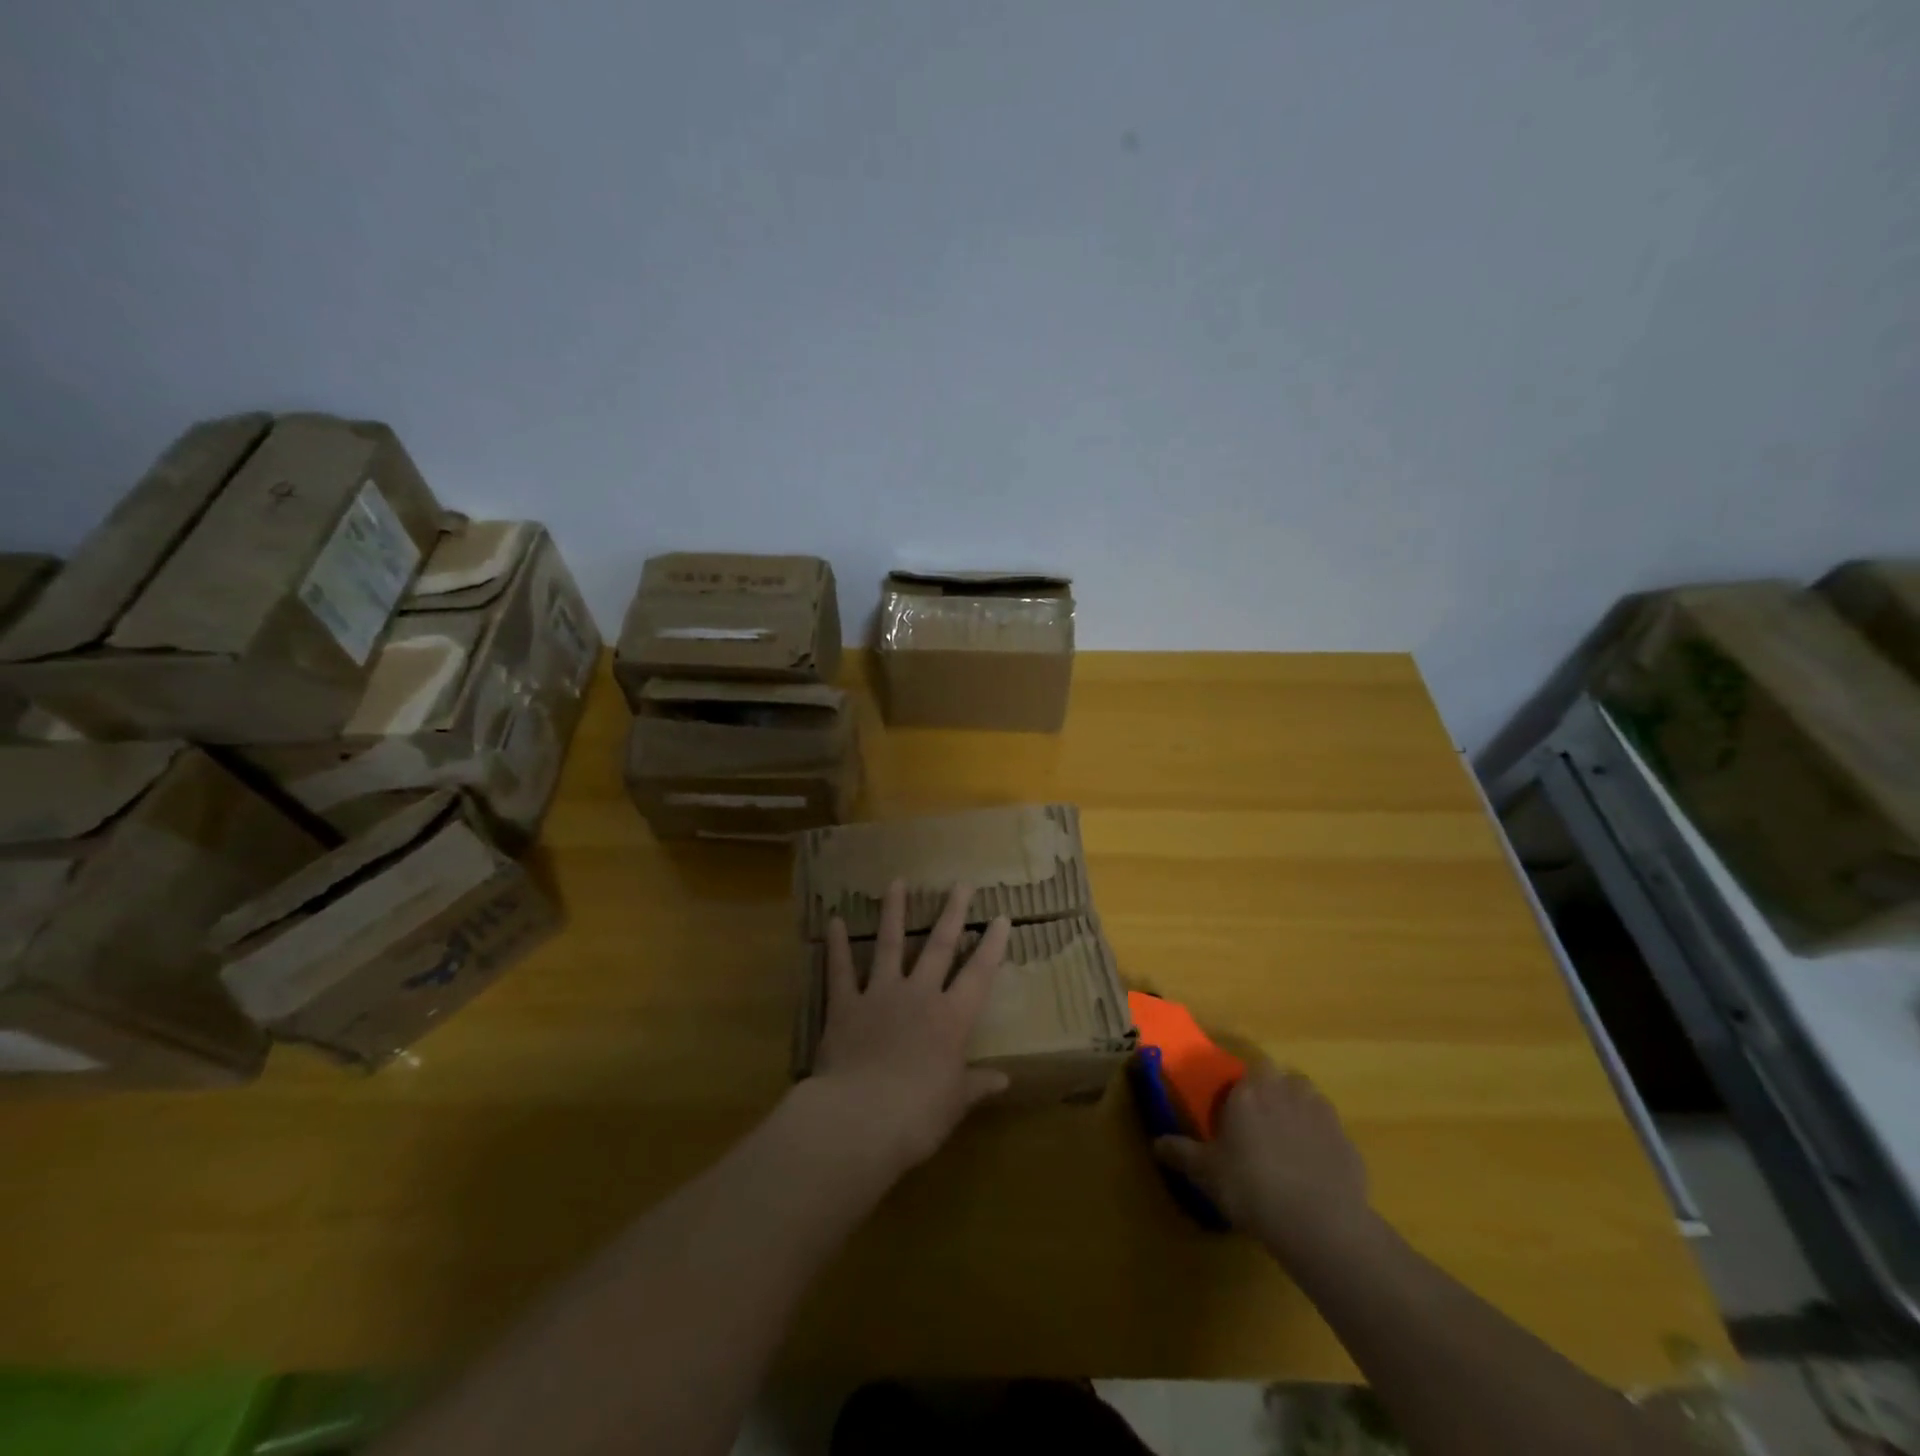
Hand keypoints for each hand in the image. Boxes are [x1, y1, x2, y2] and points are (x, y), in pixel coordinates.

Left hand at [810, 879, 1010, 1171]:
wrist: (861, 1117)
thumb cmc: (918, 1115)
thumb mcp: (955, 1103)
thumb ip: (977, 1085)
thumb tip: (1004, 1080)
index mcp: (951, 1019)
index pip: (979, 975)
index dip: (992, 946)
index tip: (1001, 917)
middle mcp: (919, 996)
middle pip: (939, 947)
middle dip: (952, 914)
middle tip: (961, 884)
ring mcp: (880, 995)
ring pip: (889, 945)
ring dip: (894, 912)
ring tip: (897, 882)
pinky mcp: (845, 1005)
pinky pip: (840, 970)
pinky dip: (837, 945)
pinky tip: (835, 920)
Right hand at [1154, 1062, 1374, 1261]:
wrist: (1318, 1223)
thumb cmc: (1251, 1186)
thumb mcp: (1206, 1173)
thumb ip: (1180, 1153)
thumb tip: (1156, 1143)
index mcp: (1251, 1091)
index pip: (1250, 1069)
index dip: (1245, 1087)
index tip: (1237, 1110)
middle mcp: (1287, 1091)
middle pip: (1283, 1078)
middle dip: (1274, 1093)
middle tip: (1262, 1124)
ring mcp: (1323, 1115)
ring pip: (1310, 1100)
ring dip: (1300, 1112)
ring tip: (1289, 1144)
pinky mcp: (1348, 1143)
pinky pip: (1331, 1134)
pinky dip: (1323, 1144)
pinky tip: (1314, 1173)